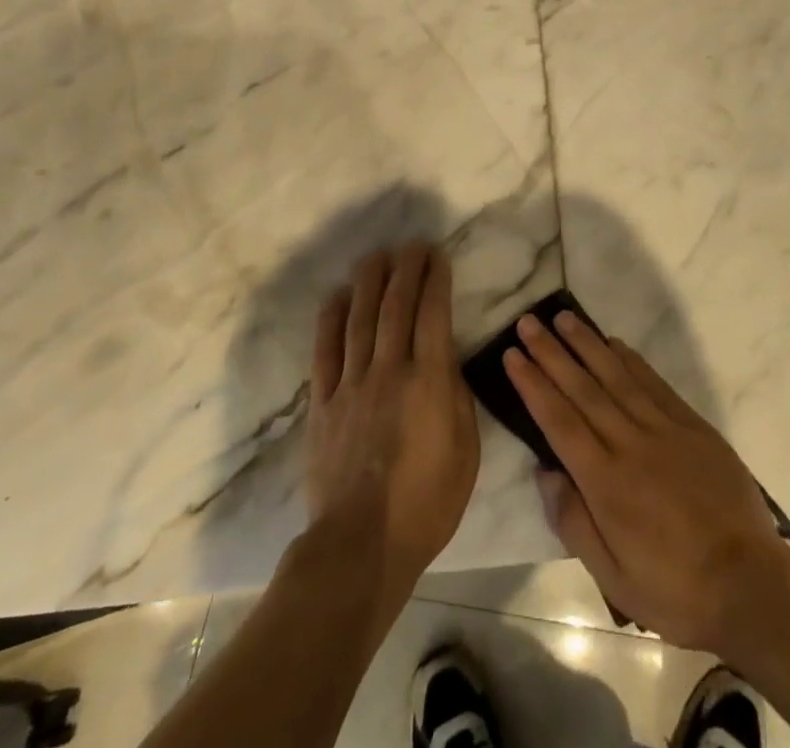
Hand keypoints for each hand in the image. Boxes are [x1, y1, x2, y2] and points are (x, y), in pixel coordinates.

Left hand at [306, 244, 479, 597]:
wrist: (361, 545)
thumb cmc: (426, 503)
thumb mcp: (465, 452)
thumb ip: (456, 397)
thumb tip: (445, 359)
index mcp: (429, 382)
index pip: (433, 314)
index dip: (435, 279)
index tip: (437, 255)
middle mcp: (389, 371)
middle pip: (396, 306)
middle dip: (405, 269)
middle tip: (411, 244)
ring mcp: (352, 384)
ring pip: (360, 319)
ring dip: (369, 282)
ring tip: (376, 256)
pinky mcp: (323, 403)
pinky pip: (325, 350)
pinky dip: (330, 318)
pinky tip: (336, 296)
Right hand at [504, 311, 789, 656]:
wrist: (751, 584)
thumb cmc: (674, 589)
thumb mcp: (613, 578)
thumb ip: (573, 521)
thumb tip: (545, 471)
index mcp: (606, 482)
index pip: (559, 421)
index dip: (533, 385)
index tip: (512, 355)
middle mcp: (630, 444)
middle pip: (582, 389)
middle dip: (551, 353)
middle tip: (528, 322)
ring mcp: (664, 429)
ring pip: (616, 376)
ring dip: (587, 344)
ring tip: (563, 317)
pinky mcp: (692, 425)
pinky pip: (654, 383)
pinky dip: (631, 360)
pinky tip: (614, 343)